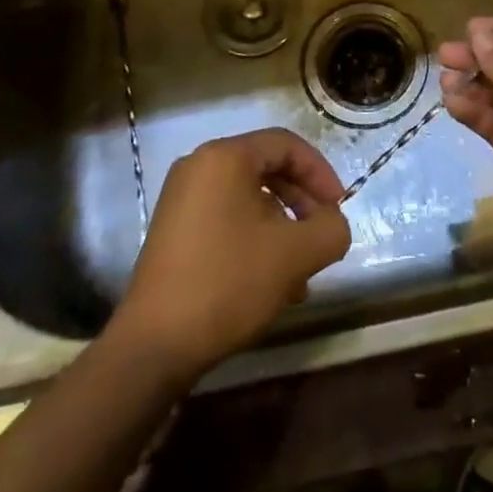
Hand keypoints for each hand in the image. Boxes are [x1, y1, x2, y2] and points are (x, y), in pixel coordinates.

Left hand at [109, 128, 350, 379]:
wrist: (153, 346)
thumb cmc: (227, 283)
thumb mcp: (294, 255)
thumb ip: (330, 230)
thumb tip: (334, 224)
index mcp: (225, 156)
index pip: (286, 145)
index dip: (320, 173)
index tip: (339, 208)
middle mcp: (199, 166)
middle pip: (267, 170)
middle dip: (301, 204)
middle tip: (321, 237)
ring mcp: (181, 199)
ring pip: (248, 199)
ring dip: (281, 228)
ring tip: (300, 274)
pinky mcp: (173, 231)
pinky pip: (227, 219)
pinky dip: (254, 239)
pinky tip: (271, 283)